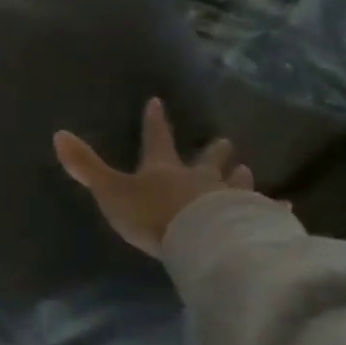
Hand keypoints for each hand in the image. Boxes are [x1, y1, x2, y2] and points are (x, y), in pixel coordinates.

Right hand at [54, 98, 257, 258]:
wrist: (201, 242)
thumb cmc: (153, 216)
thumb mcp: (111, 191)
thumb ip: (86, 166)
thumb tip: (57, 133)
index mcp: (164, 169)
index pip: (157, 139)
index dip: (155, 121)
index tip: (158, 102)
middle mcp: (199, 179)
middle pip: (207, 159)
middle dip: (213, 150)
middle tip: (224, 141)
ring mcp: (229, 199)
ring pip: (237, 182)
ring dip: (239, 175)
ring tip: (247, 169)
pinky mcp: (252, 222)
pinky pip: (266, 213)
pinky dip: (274, 209)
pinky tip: (288, 209)